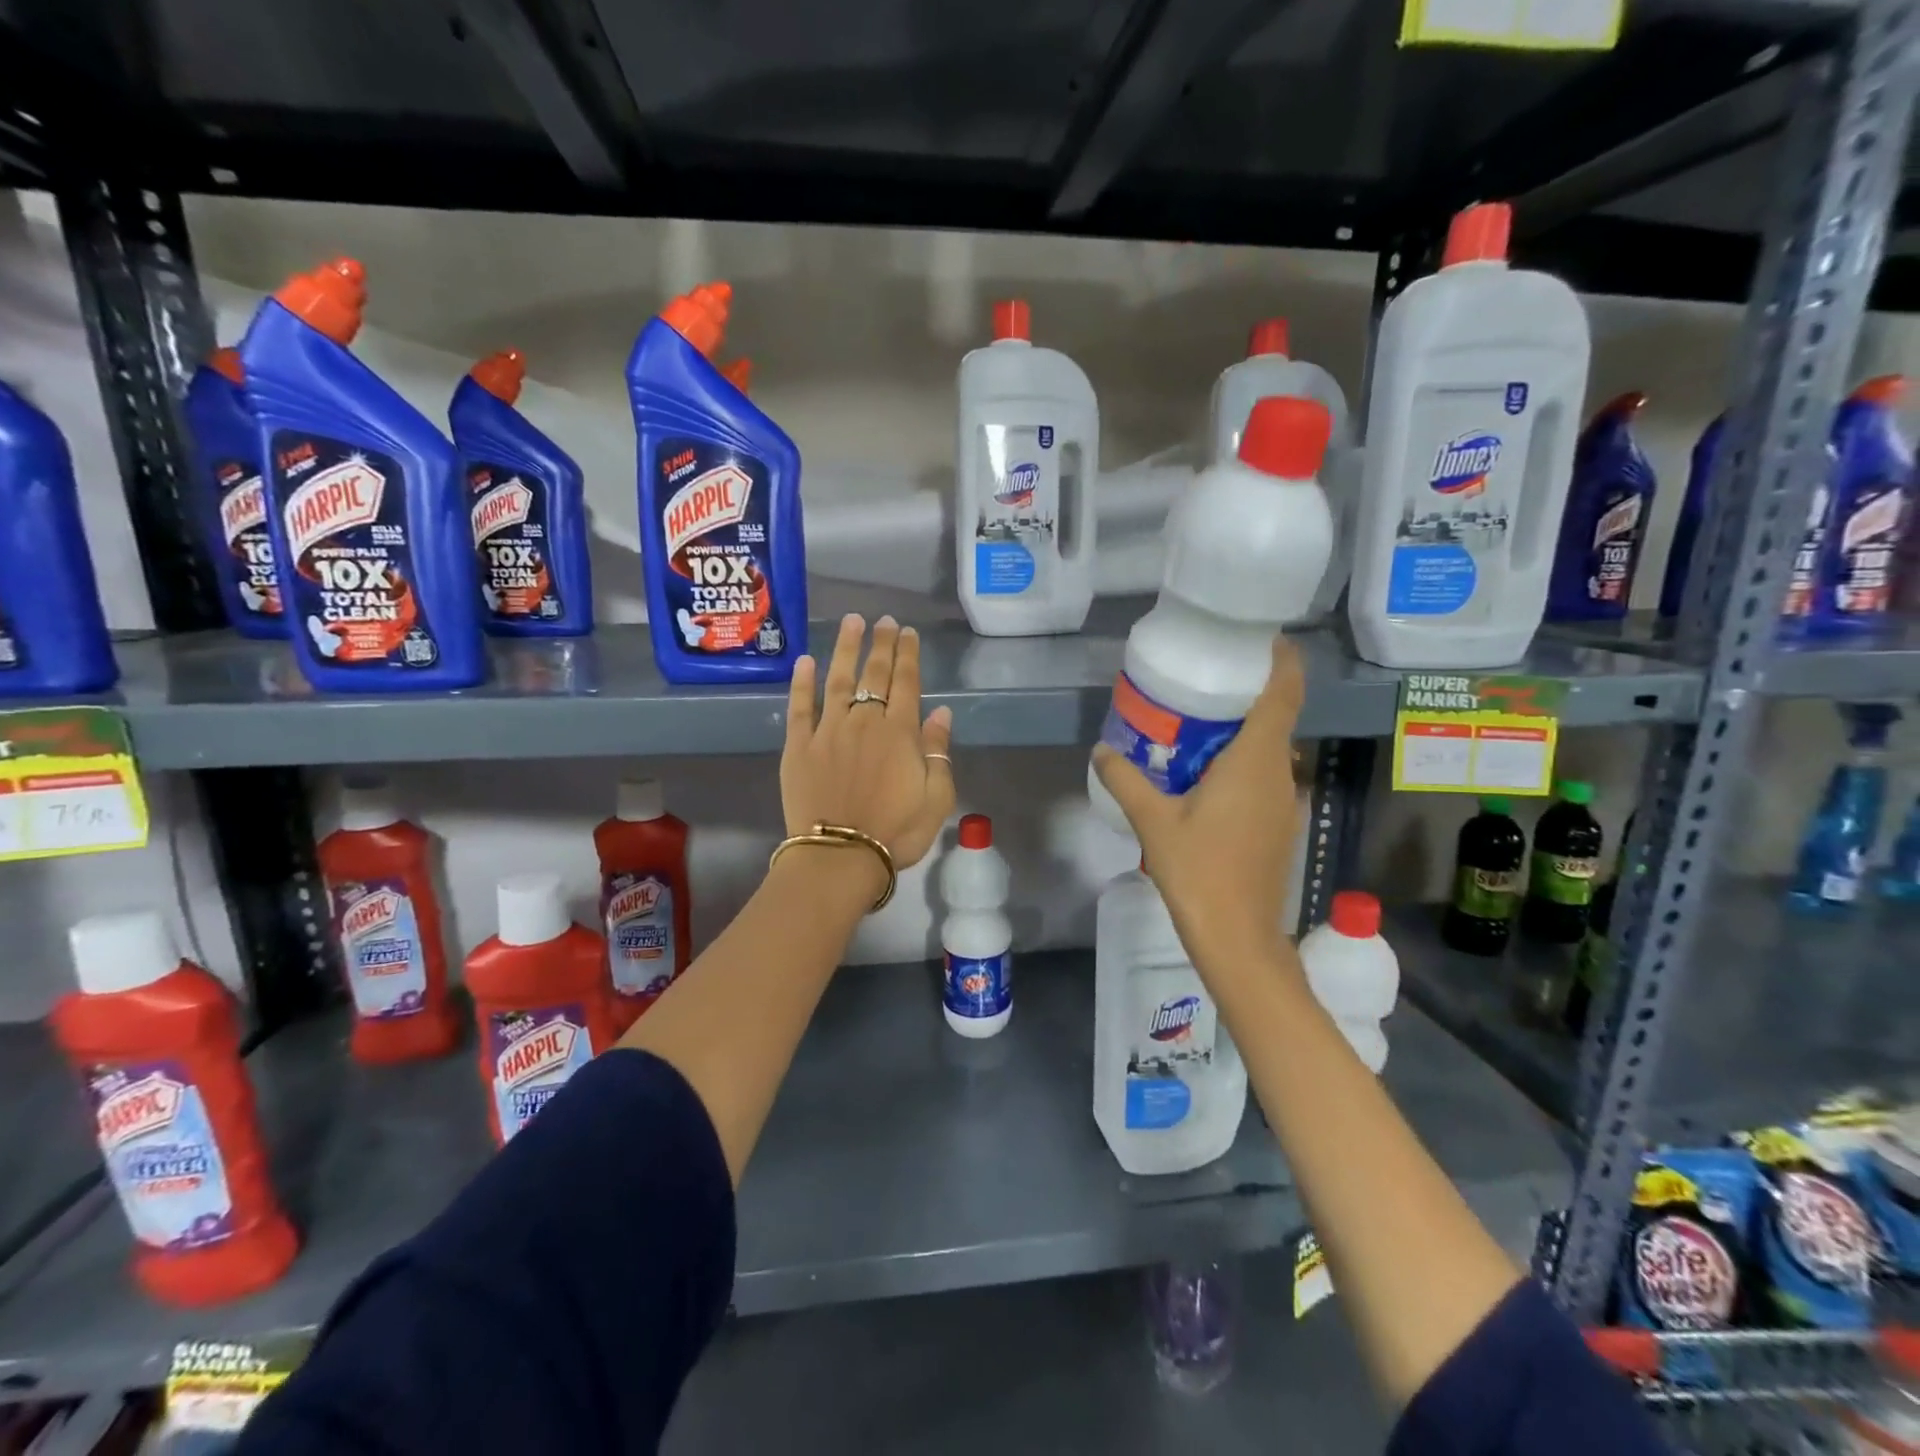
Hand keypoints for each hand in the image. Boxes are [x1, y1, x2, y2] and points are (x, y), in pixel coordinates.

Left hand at [783, 614, 956, 872]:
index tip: (908, 632)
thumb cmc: (896, 832)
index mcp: (899, 733)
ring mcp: (828, 731)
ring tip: (851, 623)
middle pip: (874, 674)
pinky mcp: (799, 747)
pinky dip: (803, 683)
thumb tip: (941, 713)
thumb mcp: (936, 798)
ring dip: (845, 649)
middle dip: (882, 644)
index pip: (906, 683)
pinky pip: (800, 708)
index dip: (908, 655)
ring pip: (838, 680)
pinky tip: (805, 661)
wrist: (839, 857)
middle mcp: (864, 722)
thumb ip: (938, 752)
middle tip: (884, 620)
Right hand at [1092, 634, 1304, 969]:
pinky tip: (1205, 772)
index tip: (1262, 637)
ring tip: (1197, 719)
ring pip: (1271, 747)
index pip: (1283, 693)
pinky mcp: (1278, 822)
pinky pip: (1265, 773)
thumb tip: (1102, 750)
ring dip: (1243, 728)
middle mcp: (1280, 772)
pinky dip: (1242, 759)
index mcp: (1255, 761)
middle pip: (1277, 715)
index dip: (1281, 659)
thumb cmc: (1199, 871)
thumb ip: (1126, 780)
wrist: (1237, 936)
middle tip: (1205, 676)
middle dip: (1248, 691)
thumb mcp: (1154, 821)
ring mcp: (1284, 799)